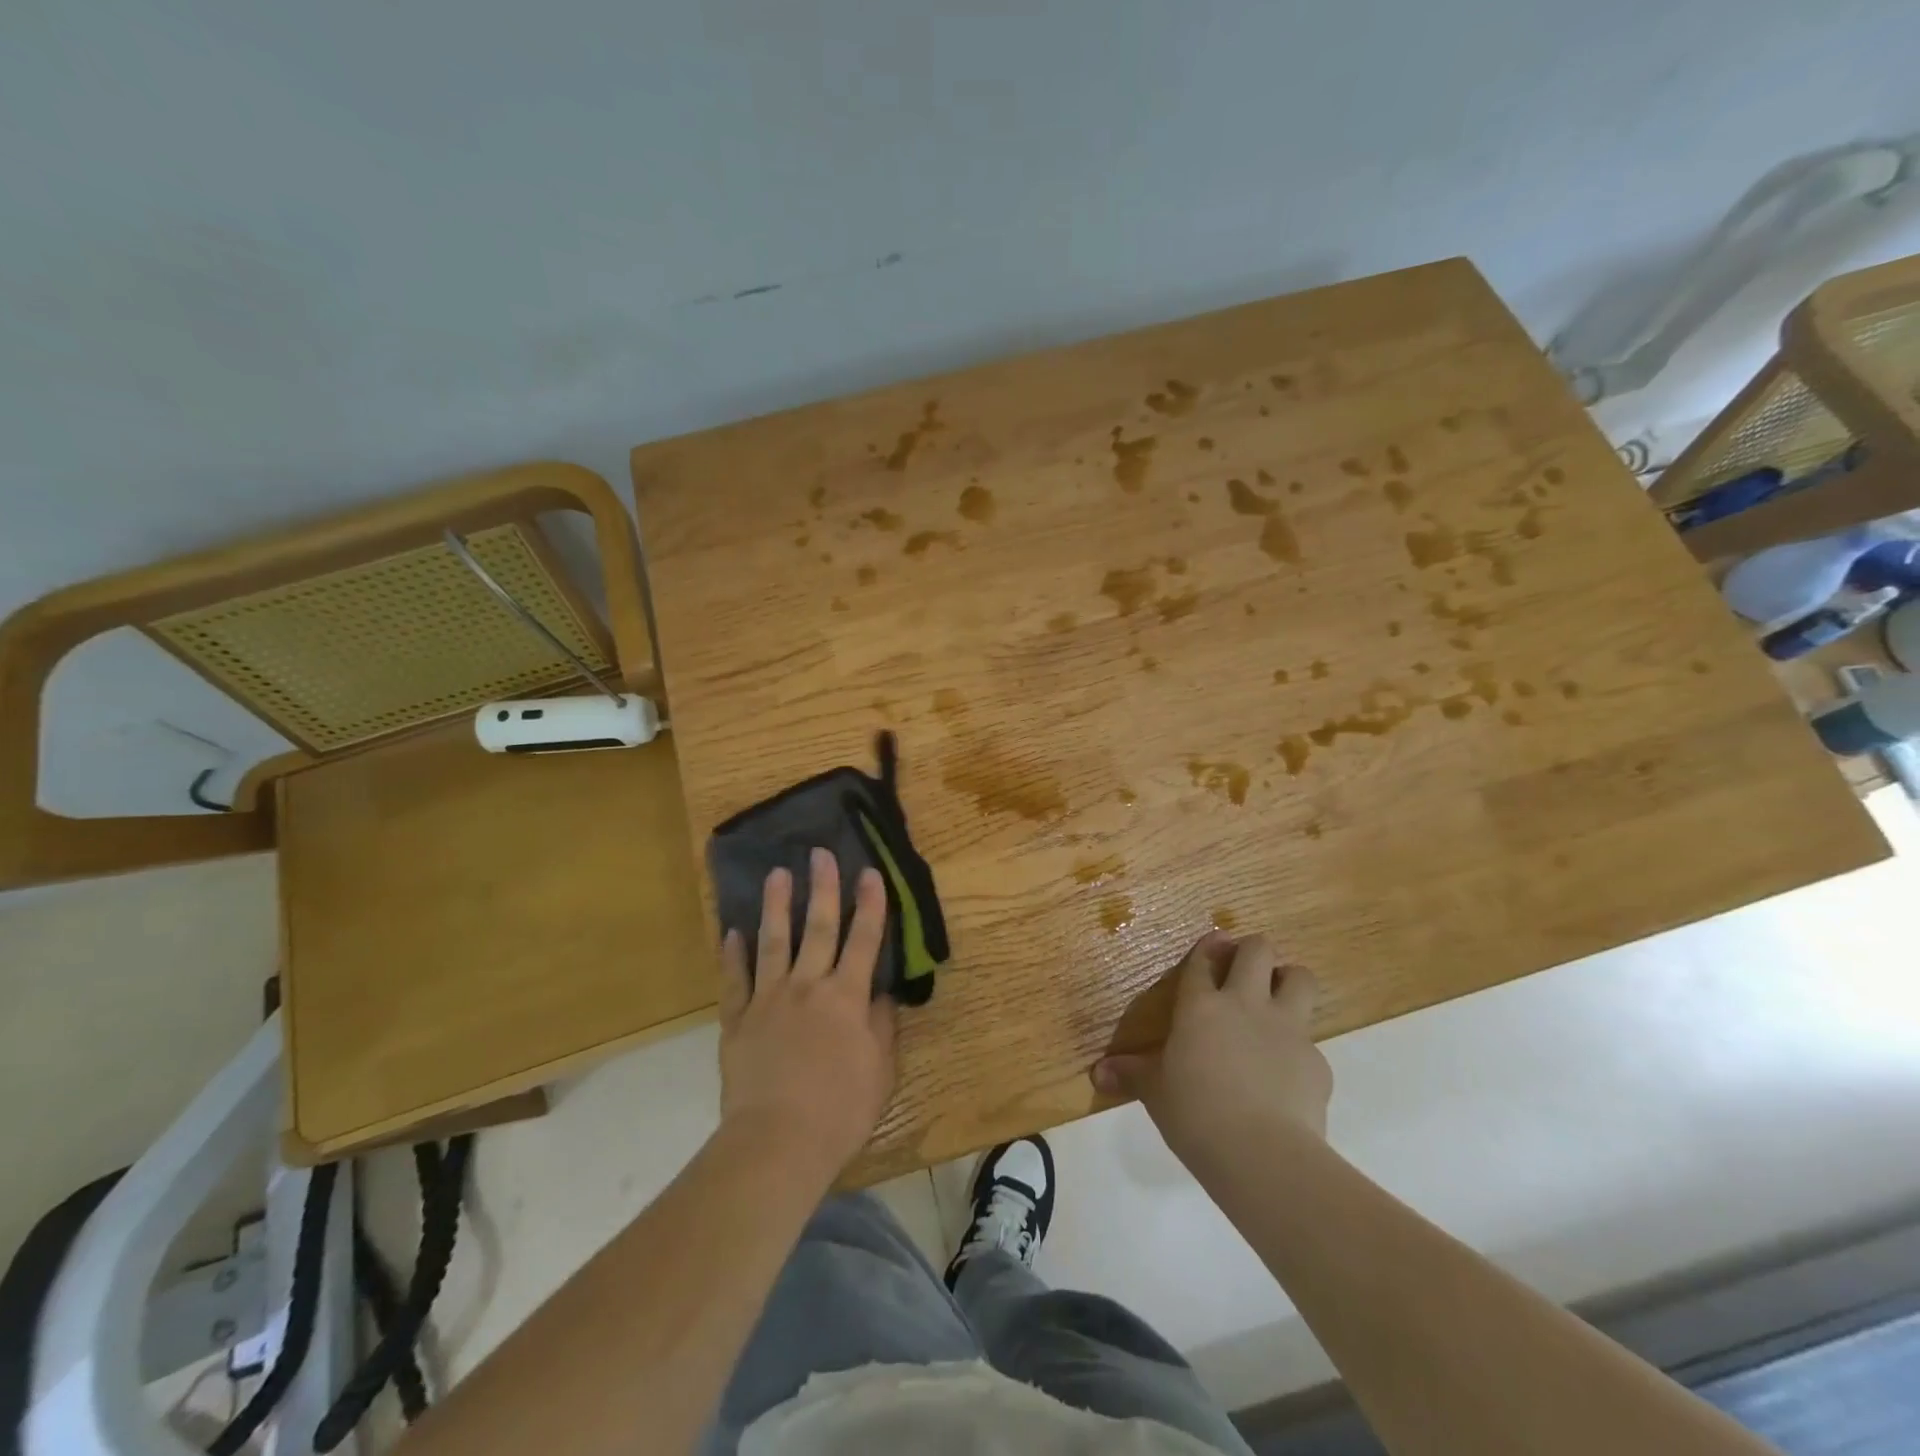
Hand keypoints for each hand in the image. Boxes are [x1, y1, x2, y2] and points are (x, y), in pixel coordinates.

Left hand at [718, 848, 896, 1181]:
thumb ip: (881, 1026)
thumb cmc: (840, 1110)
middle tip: (820, 854)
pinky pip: (735, 981)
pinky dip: (733, 955)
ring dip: (776, 906)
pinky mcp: (738, 1021)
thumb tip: (881, 993)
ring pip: (773, 943)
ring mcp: (769, 1000)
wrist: (778, 1142)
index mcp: (846, 997)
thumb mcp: (880, 1070)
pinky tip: (732, 933)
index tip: (870, 872)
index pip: (864, 940)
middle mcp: (808, 987)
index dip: (870, 905)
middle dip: (823, 888)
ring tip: (777, 874)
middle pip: (818, 928)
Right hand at [1092, 933, 1330, 1170]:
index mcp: (1201, 1007)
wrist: (1262, 1154)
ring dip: (1289, 981)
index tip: (1214, 942)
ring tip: (1277, 1000)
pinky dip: (1299, 1048)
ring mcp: (1286, 1029)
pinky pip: (1311, 1039)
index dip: (1208, 948)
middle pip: (1258, 950)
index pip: (1204, 961)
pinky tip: (1286, 1073)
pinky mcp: (1317, 1061)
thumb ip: (1131, 1075)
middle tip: (1245, 968)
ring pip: (1299, 977)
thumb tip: (1098, 1073)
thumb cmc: (1195, 1114)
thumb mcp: (1155, 1092)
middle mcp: (1245, 1005)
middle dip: (1253, 951)